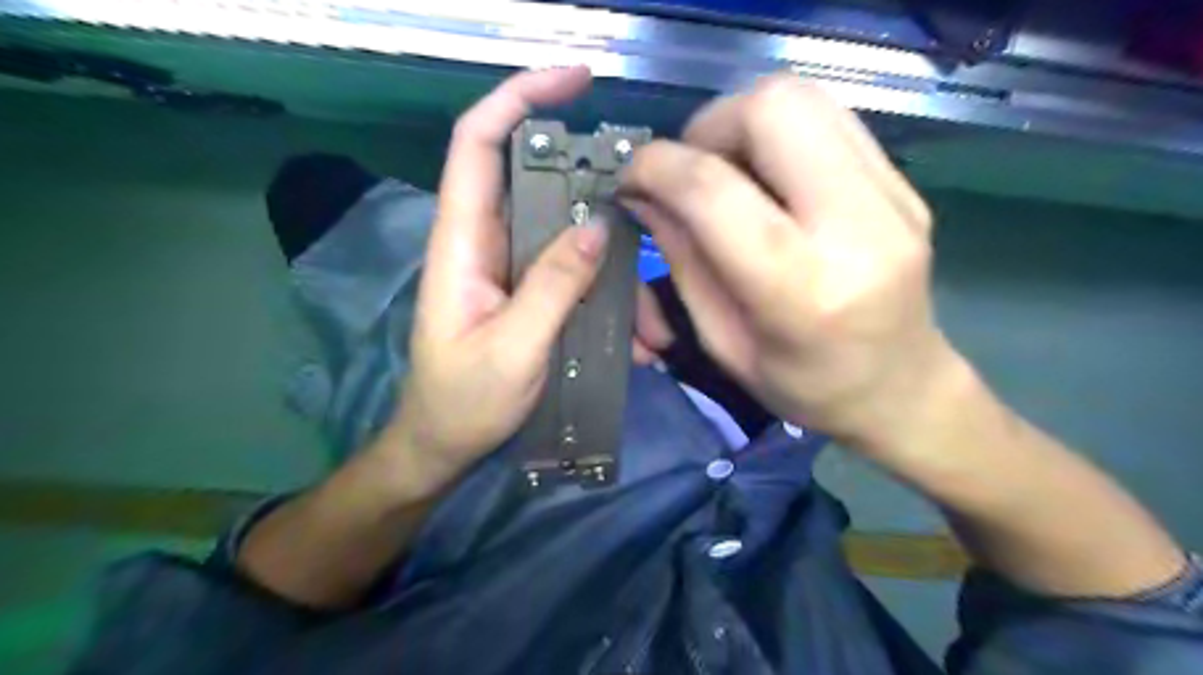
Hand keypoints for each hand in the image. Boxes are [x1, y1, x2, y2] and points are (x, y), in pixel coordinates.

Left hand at [385, 69, 673, 491]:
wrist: (444, 444)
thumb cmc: (464, 401)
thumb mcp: (513, 349)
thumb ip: (552, 287)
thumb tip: (597, 226)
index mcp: (463, 241)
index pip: (479, 143)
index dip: (519, 97)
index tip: (576, 80)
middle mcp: (486, 241)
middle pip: (538, 181)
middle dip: (595, 187)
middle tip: (647, 209)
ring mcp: (511, 267)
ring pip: (568, 234)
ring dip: (615, 267)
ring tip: (653, 326)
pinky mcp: (529, 291)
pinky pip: (575, 273)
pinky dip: (609, 295)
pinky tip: (637, 340)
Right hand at [620, 75, 960, 452]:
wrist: (902, 389)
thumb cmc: (804, 386)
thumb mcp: (723, 342)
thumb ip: (683, 260)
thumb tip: (645, 195)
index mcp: (800, 291)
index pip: (714, 191)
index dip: (657, 168)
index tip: (631, 177)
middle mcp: (856, 229)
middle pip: (772, 109)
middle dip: (708, 127)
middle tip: (688, 170)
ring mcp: (892, 197)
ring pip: (804, 97)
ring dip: (743, 121)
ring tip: (725, 169)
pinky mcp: (904, 183)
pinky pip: (829, 119)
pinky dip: (780, 133)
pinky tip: (768, 175)